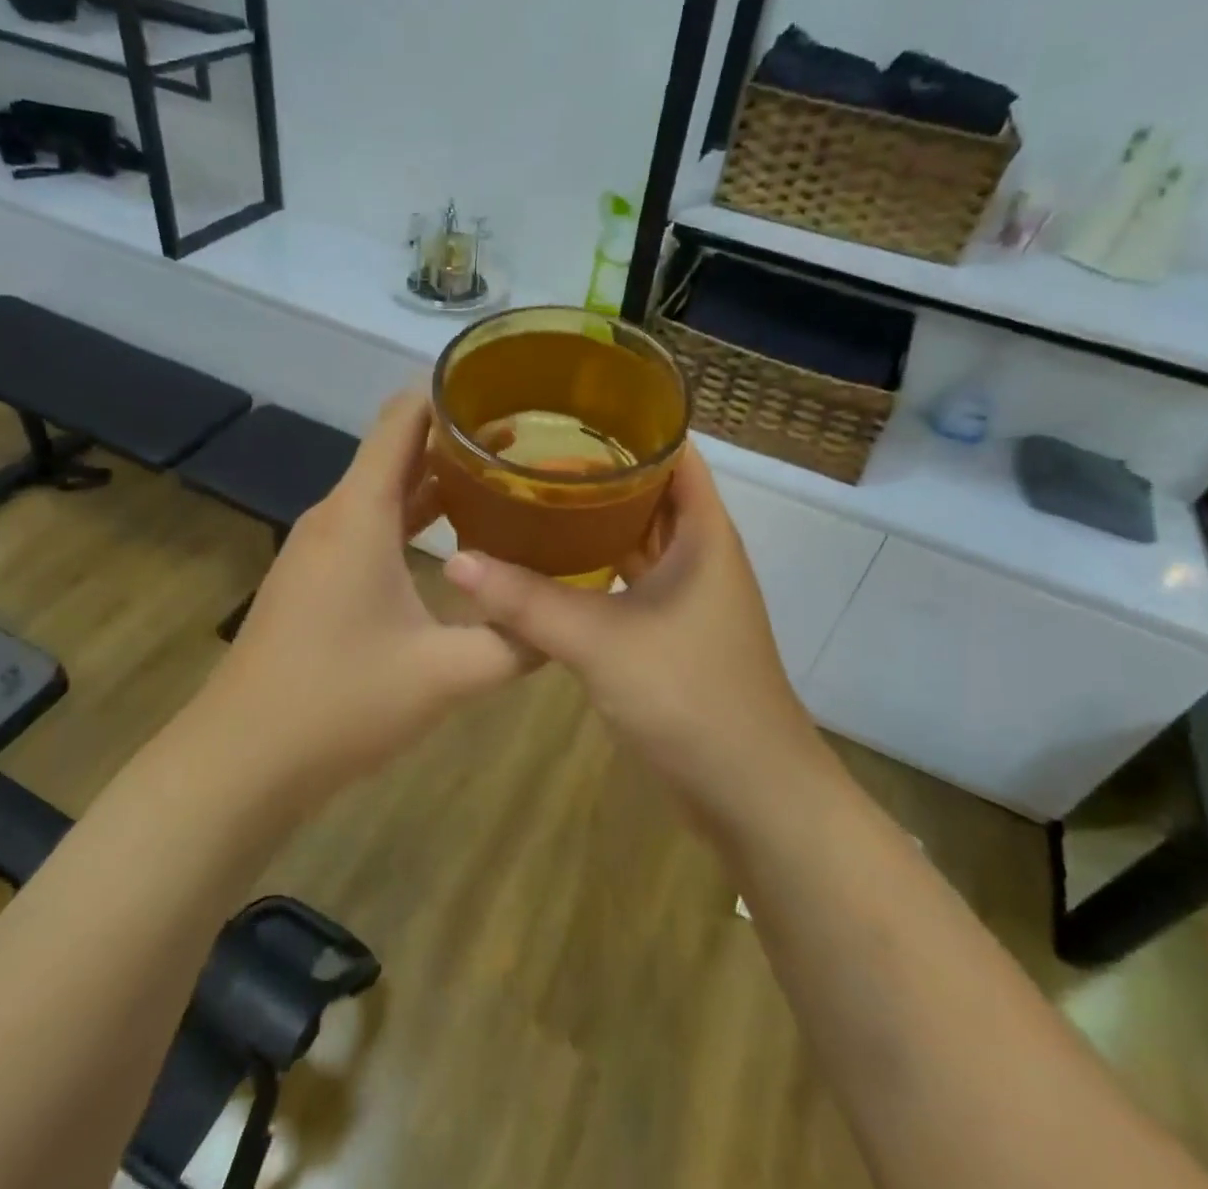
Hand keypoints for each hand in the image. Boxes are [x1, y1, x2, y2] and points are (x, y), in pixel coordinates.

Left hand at [204, 392, 531, 799]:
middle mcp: (336, 515)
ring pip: (384, 488)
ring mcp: (320, 546)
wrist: (240, 761)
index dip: (450, 392)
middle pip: (398, 448)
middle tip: (529, 440)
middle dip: (459, 436)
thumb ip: (515, 643)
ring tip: (504, 478)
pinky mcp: (316, 576)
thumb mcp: (445, 676)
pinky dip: (415, 514)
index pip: (403, 418)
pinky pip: (371, 523)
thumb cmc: (340, 703)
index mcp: (360, 514)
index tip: (506, 388)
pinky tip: (456, 538)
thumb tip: (567, 622)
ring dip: (438, 478)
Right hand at [441, 446, 824, 820]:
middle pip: (650, 495)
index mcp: (704, 534)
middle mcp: (701, 555)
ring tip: (533, 502)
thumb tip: (456, 562)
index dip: (631, 428)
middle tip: (532, 459)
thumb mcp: (601, 642)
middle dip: (598, 475)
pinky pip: (632, 582)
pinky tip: (551, 568)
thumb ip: (528, 602)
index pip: (674, 455)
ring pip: (639, 541)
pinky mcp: (674, 634)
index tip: (570, 413)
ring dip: (595, 524)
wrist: (752, 793)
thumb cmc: (691, 696)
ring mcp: (689, 597)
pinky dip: (597, 569)